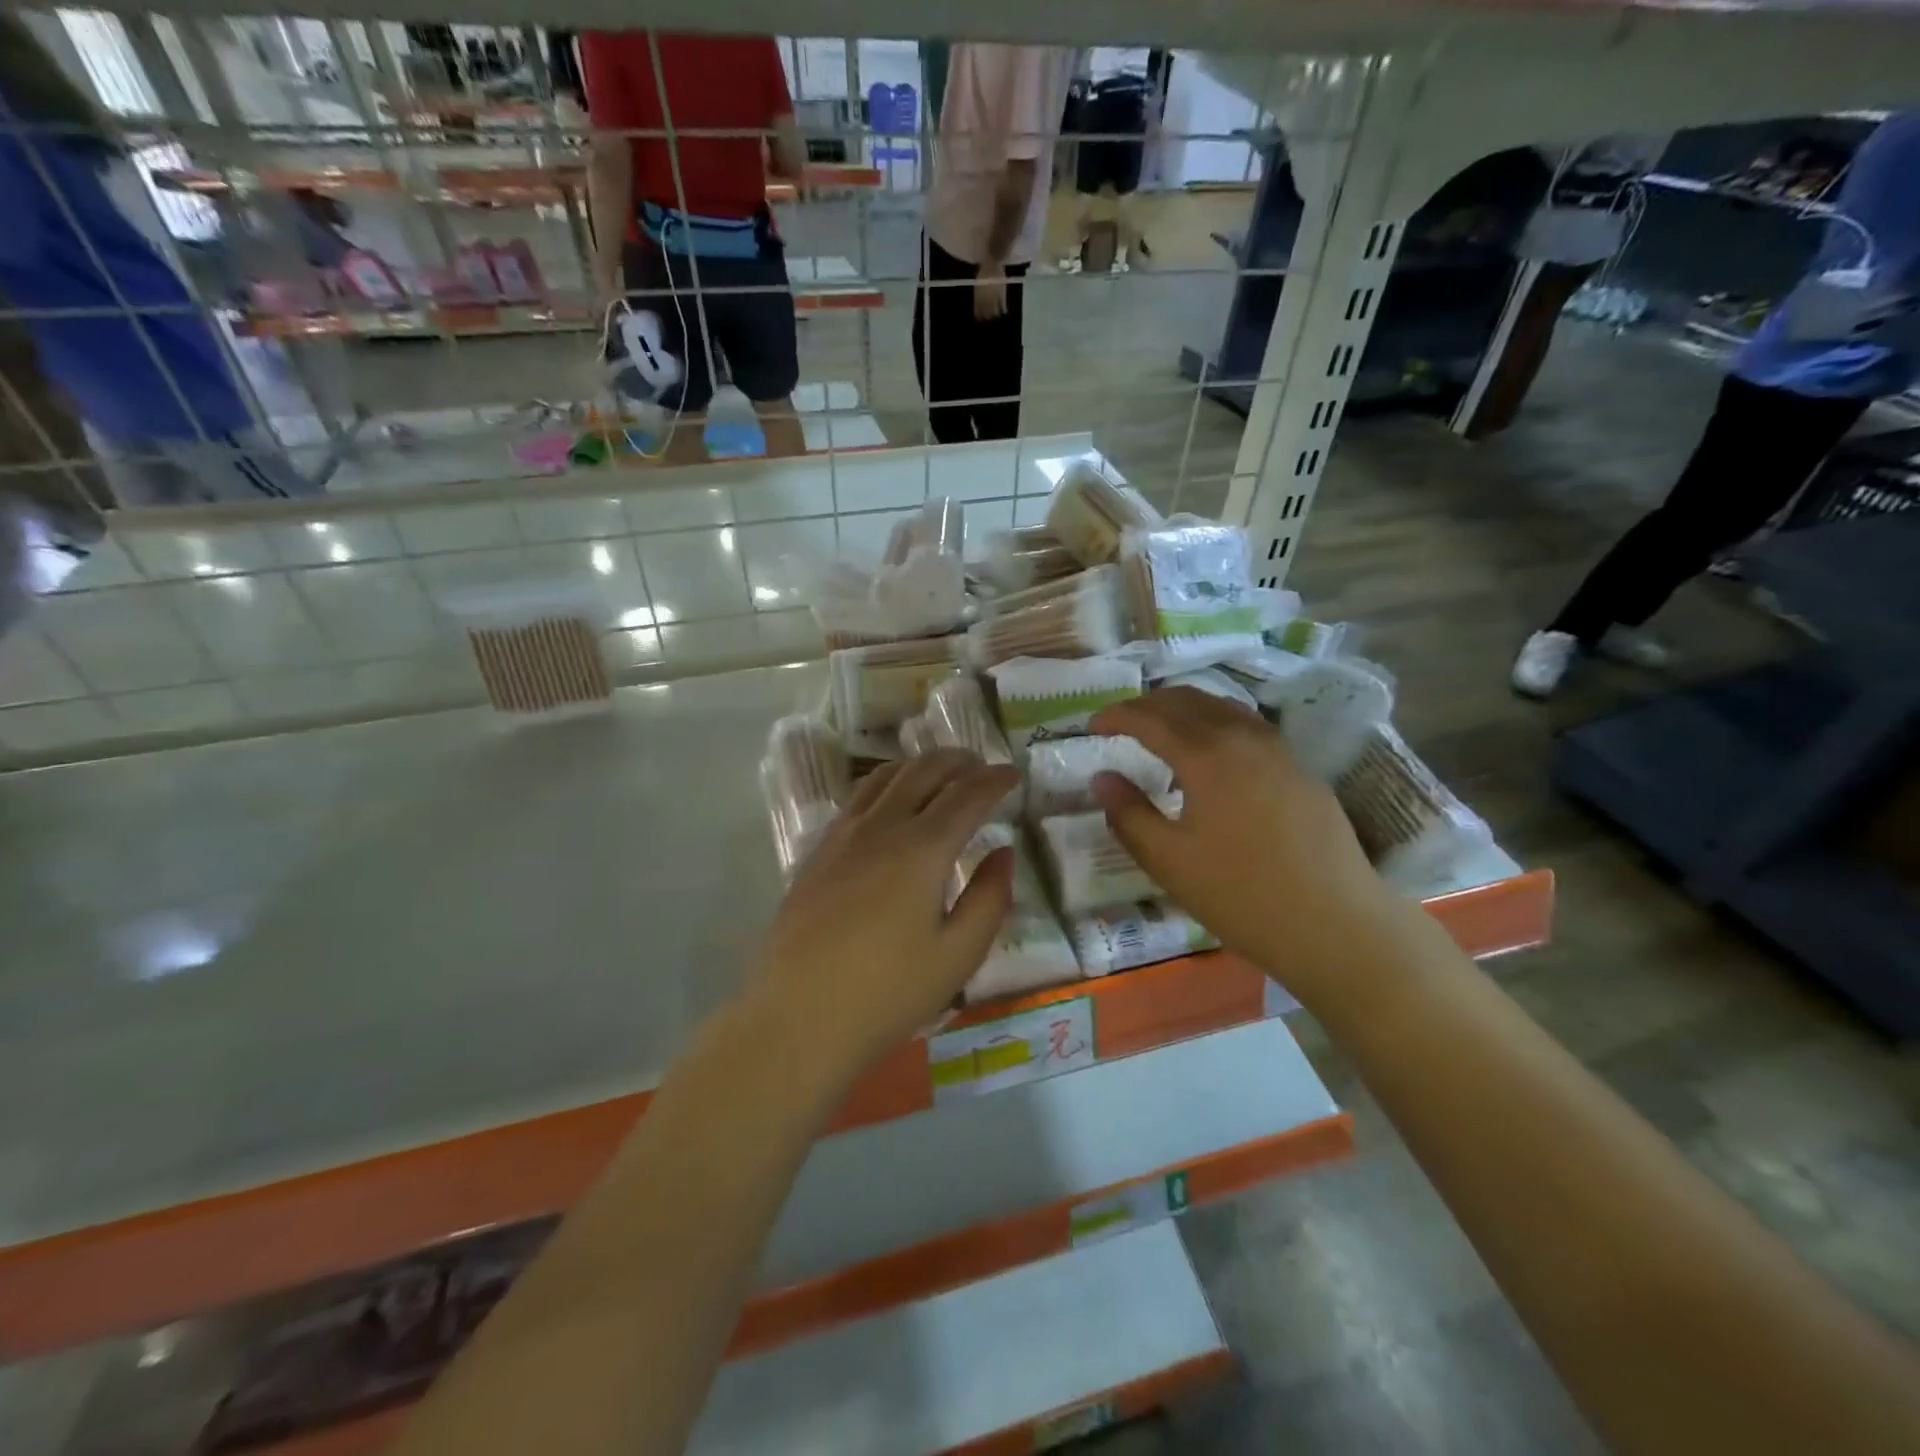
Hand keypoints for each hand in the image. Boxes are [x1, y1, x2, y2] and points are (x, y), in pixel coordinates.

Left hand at [753, 750, 1019, 1075]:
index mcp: (922, 849)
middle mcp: (881, 827)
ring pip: (885, 777)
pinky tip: (890, 804)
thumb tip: (1003, 852)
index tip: (1014, 774)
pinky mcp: (818, 852)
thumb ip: (989, 898)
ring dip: (919, 766)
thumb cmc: (888, 993)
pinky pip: (858, 799)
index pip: (967, 795)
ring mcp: (843, 836)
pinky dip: (886, 784)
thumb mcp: (958, 956)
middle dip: (958, 762)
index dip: (995, 780)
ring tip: (939, 773)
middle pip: (923, 772)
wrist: (798, 1018)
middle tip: (981, 766)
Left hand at [973, 262, 1008, 320]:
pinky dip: (1004, 310)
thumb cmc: (984, 272)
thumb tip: (978, 303)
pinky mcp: (1002, 295)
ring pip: (995, 313)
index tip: (981, 318)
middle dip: (988, 317)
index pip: (978, 312)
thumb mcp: (978, 285)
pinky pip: (1003, 307)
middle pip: (987, 315)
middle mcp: (985, 300)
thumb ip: (978, 295)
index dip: (979, 316)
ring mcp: (994, 298)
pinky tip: (1004, 311)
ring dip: (996, 315)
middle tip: (989, 317)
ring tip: (997, 315)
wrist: (992, 264)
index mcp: (978, 298)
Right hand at [1089, 688, 1409, 1008]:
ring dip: (1183, 710)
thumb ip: (1128, 813)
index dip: (1116, 716)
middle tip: (1120, 724)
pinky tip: (1211, 758)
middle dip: (1147, 705)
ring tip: (1161, 733)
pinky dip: (1215, 725)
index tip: (1091, 726)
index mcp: (1206, 755)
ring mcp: (1278, 750)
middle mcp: (1243, 738)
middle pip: (1187, 700)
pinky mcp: (1300, 769)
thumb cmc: (1241, 895)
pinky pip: (1247, 728)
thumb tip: (1101, 777)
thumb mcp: (1168, 861)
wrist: (1336, 923)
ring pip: (1222, 708)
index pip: (1149, 717)